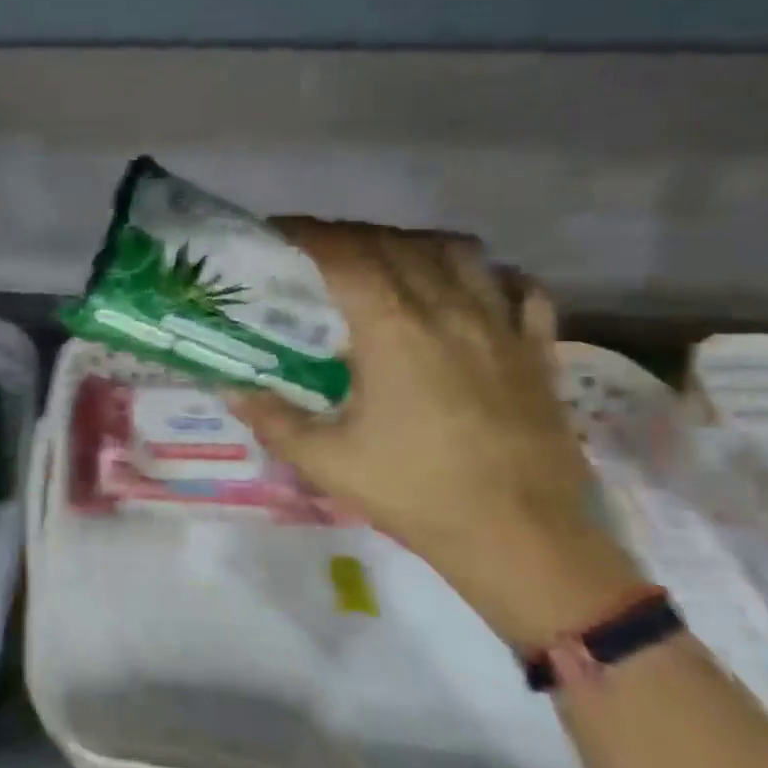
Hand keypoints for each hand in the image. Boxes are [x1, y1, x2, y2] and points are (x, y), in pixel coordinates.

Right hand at [233, 220, 643, 648]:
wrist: (520, 537)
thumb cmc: (416, 493)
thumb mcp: (326, 461)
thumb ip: (273, 419)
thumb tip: (231, 391)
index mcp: (394, 331)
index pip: (346, 257)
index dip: (309, 234)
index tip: (280, 231)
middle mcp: (448, 312)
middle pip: (396, 244)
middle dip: (350, 234)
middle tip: (318, 248)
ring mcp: (500, 327)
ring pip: (458, 253)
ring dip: (414, 242)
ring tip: (387, 258)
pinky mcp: (536, 351)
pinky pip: (520, 290)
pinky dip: (489, 275)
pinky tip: (470, 288)